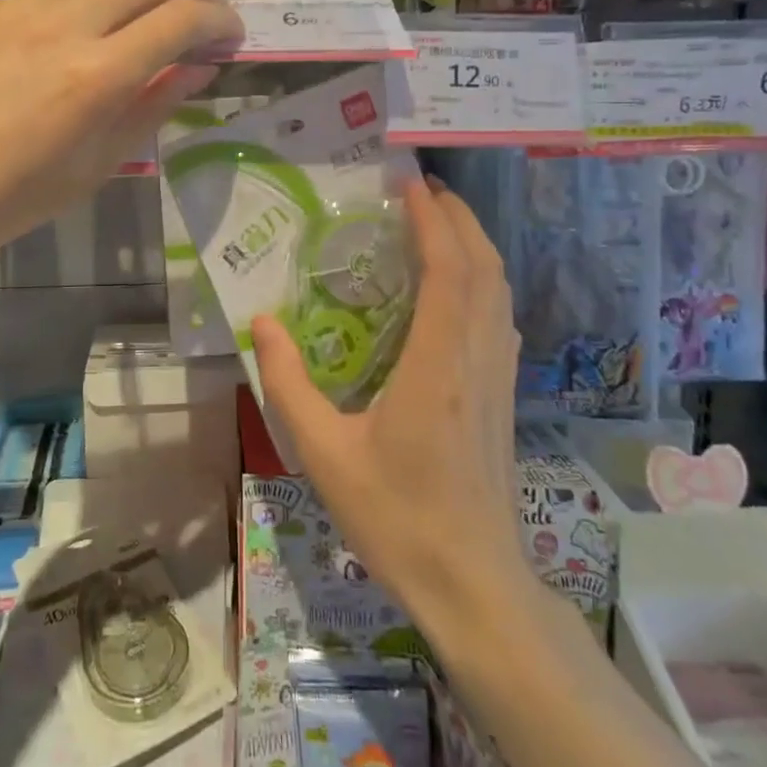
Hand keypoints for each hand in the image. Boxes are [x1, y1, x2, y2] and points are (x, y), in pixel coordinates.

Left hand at [0, 0, 242, 266]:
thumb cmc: (6, 201)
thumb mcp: (94, 168)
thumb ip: (153, 108)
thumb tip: (199, 68)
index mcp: (96, 76)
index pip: (181, 18)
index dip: (220, 21)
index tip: (231, 37)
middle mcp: (62, 24)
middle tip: (207, 14)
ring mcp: (16, 7)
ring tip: (149, 9)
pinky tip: (76, 32)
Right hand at [252, 179, 535, 636]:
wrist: (473, 583)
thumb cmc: (396, 518)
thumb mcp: (323, 454)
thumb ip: (288, 383)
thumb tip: (263, 322)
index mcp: (437, 366)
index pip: (447, 269)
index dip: (432, 219)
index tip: (408, 184)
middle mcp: (476, 359)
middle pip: (483, 267)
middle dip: (458, 217)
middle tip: (421, 189)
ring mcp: (498, 377)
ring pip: (498, 290)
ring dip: (474, 245)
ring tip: (438, 223)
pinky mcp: (504, 395)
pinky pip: (498, 317)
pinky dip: (482, 280)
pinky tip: (457, 287)